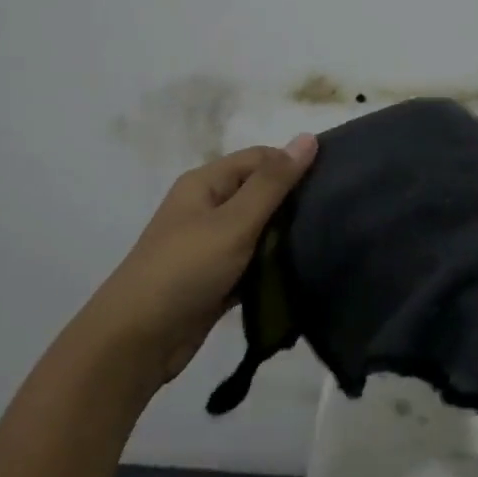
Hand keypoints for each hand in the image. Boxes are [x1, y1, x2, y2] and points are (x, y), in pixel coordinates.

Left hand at [76, 136, 317, 394]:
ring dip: (287, 237)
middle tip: (339, 215)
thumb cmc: (185, 270)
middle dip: (295, 203)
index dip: (295, 165)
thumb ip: (273, 184)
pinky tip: (307, 271)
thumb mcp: (233, 222)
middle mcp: (208, 208)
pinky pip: (254, 263)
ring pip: (260, 231)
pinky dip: (275, 266)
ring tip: (331, 241)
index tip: (335, 183)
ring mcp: (212, 245)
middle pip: (261, 193)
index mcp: (206, 183)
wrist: (138, 339)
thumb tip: (307, 137)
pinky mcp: (218, 278)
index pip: (260, 159)